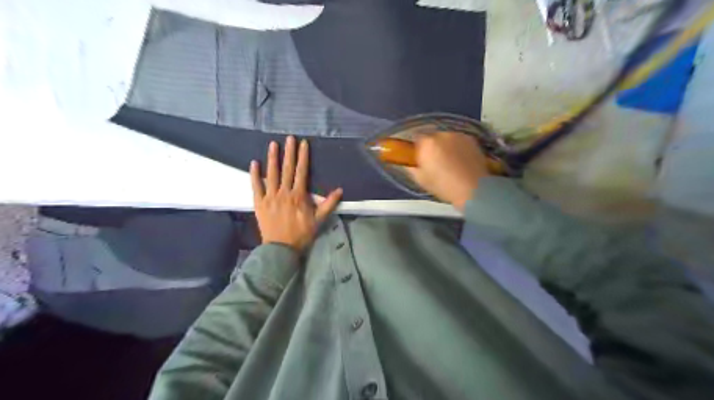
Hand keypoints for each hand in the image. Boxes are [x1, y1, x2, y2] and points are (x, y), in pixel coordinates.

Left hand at [250, 136, 342, 251]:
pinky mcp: (259, 203)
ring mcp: (270, 197)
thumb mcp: (319, 220)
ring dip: (272, 158)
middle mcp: (284, 193)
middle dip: (289, 152)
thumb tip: (340, 190)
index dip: (303, 157)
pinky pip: (256, 186)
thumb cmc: (301, 234)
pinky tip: (254, 163)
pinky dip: (254, 175)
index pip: (302, 172)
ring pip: (271, 174)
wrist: (281, 248)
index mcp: (298, 196)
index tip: (303, 144)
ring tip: (273, 144)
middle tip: (289, 138)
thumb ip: (329, 204)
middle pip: (287, 169)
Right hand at [407, 131, 491, 212]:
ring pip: (446, 138)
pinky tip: (460, 160)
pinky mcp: (471, 139)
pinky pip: (458, 140)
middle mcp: (442, 134)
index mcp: (427, 144)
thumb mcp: (421, 180)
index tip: (418, 157)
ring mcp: (458, 135)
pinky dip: (457, 147)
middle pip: (431, 136)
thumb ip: (411, 167)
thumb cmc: (444, 186)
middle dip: (431, 146)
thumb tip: (409, 162)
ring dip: (445, 145)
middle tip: (434, 161)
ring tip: (449, 161)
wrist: (474, 189)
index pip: (416, 138)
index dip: (417, 148)